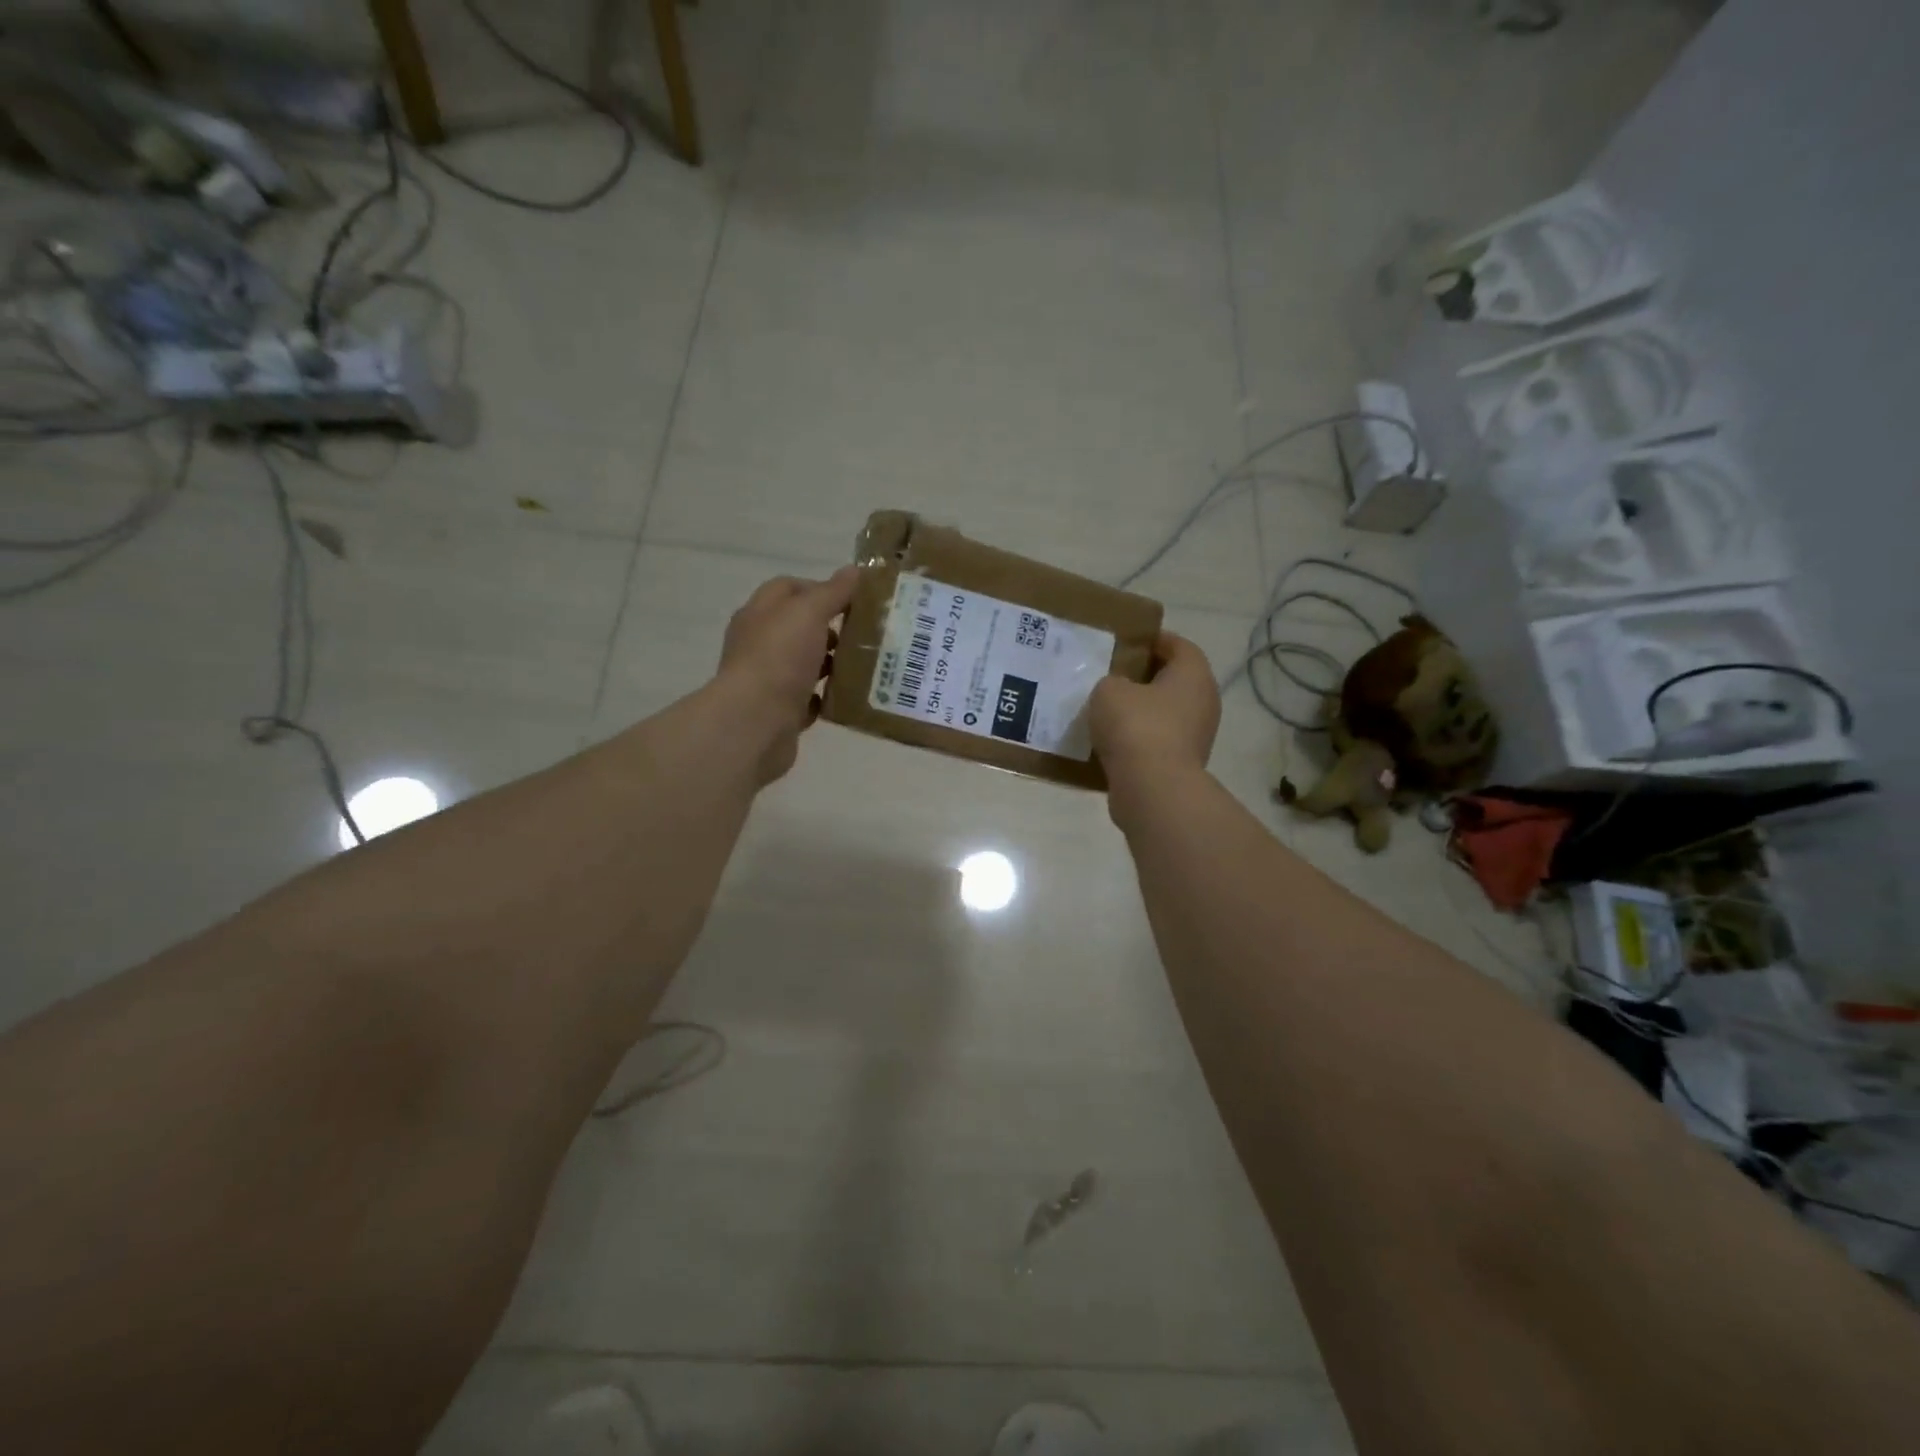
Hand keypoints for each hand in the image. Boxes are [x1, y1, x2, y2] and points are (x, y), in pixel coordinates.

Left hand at [717, 566, 859, 783]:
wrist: (755, 723)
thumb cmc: (779, 658)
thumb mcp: (809, 613)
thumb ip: (832, 592)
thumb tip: (854, 571)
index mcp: (760, 613)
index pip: (788, 588)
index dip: (820, 588)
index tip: (853, 600)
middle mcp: (759, 643)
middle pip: (798, 627)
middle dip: (830, 629)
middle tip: (864, 634)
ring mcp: (768, 679)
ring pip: (804, 663)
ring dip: (831, 664)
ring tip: (863, 665)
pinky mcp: (779, 711)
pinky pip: (807, 698)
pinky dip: (826, 697)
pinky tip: (848, 696)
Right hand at [1090, 632, 1219, 822]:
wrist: (1152, 789)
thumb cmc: (1136, 727)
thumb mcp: (1109, 690)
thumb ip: (1112, 682)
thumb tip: (1119, 692)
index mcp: (1193, 674)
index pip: (1177, 645)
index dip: (1151, 640)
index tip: (1124, 642)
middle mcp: (1203, 702)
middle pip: (1172, 680)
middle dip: (1143, 677)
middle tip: (1110, 676)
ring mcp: (1196, 736)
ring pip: (1164, 713)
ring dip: (1140, 712)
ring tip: (1105, 711)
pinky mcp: (1182, 764)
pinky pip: (1157, 742)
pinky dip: (1138, 740)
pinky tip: (1109, 742)